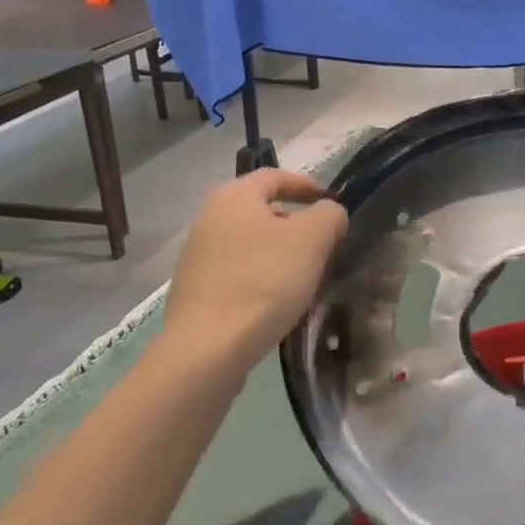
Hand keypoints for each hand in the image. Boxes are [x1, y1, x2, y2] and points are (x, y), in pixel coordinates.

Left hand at [162, 170, 348, 371]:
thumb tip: (329, 213)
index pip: (274, 176)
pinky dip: (259, 277)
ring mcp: (196, 257)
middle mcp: (208, 219)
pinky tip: (275, 300)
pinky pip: (236, 272)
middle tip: (322, 242)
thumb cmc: (264, 281)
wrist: (208, 348)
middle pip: (260, 210)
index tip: (328, 200)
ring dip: (277, 252)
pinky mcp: (195, 291)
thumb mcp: (312, 240)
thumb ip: (329, 215)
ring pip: (248, 243)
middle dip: (293, 222)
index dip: (305, 185)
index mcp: (233, 197)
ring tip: (303, 274)